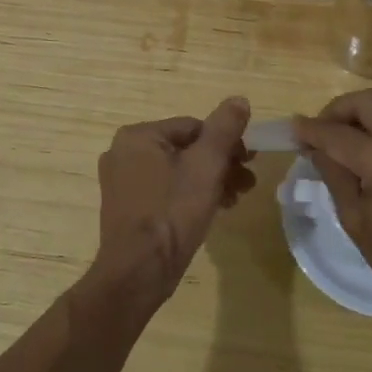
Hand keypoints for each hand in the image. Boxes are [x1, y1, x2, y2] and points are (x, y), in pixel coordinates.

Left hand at [95, 97, 254, 299]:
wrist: (139, 272)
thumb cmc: (173, 212)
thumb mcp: (206, 166)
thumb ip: (224, 129)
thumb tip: (239, 99)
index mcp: (138, 136)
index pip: (194, 127)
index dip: (226, 143)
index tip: (249, 162)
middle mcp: (123, 153)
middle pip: (185, 149)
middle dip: (220, 164)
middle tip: (246, 183)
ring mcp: (122, 182)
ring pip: (177, 171)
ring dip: (209, 181)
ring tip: (235, 200)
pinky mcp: (127, 208)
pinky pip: (164, 190)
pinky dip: (189, 196)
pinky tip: (212, 211)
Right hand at [294, 89, 371, 330]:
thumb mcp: (357, 221)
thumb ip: (335, 175)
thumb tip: (316, 147)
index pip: (337, 133)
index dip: (310, 130)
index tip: (293, 129)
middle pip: (368, 101)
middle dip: (338, 110)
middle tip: (321, 132)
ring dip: (364, 117)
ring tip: (346, 142)